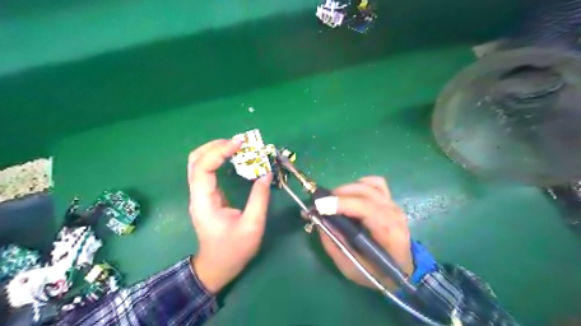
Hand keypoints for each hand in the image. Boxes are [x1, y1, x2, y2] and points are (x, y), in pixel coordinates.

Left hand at [188, 139, 275, 293]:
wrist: (217, 266)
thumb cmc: (234, 250)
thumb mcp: (252, 225)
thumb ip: (259, 198)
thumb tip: (266, 174)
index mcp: (204, 201)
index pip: (203, 167)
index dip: (219, 151)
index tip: (240, 144)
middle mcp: (197, 194)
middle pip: (196, 160)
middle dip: (216, 146)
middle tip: (239, 142)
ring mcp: (200, 194)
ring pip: (199, 163)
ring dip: (216, 150)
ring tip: (238, 146)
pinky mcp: (207, 195)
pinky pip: (208, 170)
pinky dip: (219, 159)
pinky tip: (234, 157)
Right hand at [318, 177, 411, 291]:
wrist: (402, 269)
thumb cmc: (377, 272)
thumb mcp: (351, 267)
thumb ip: (334, 244)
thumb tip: (319, 219)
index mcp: (388, 233)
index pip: (366, 209)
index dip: (342, 204)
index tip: (320, 205)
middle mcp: (393, 214)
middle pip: (365, 193)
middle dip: (339, 194)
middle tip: (321, 203)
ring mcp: (393, 205)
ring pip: (368, 185)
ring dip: (347, 189)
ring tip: (333, 200)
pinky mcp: (390, 200)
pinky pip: (375, 183)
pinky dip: (359, 184)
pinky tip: (350, 195)